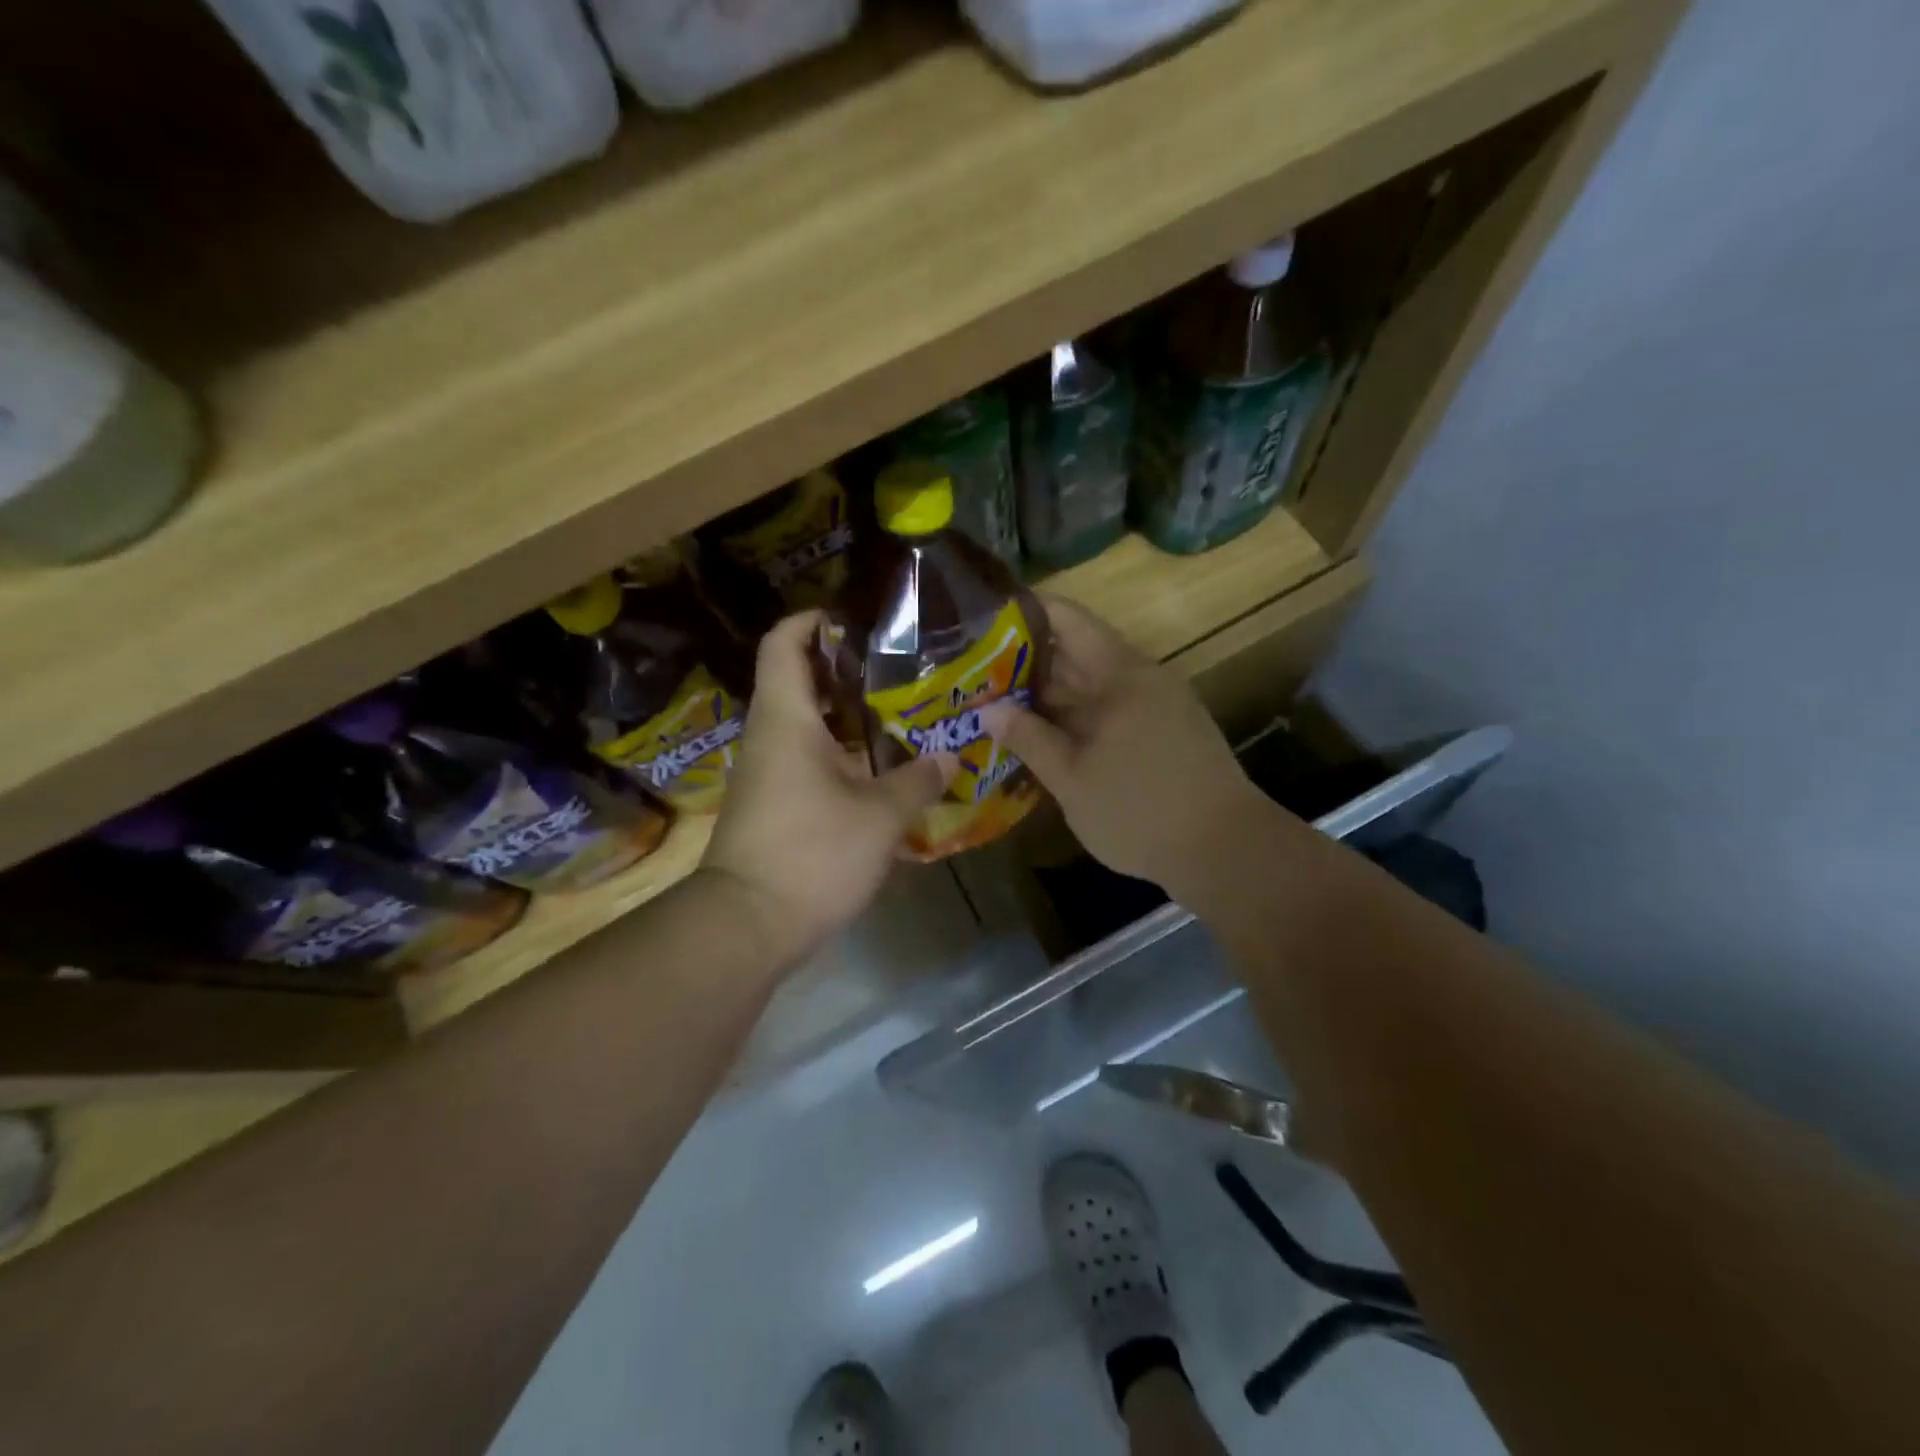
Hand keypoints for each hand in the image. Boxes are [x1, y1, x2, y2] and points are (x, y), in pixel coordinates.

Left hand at [701, 610, 955, 964]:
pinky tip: (879, 765)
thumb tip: (951, 757)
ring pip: (805, 722)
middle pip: (798, 679)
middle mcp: (770, 735)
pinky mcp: (773, 802)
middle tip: (897, 665)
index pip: (784, 643)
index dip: (812, 619)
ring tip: (898, 711)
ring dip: (846, 713)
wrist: (747, 924)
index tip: (854, 618)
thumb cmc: (812, 854)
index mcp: (787, 719)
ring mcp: (767, 771)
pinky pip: (806, 757)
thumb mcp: (879, 816)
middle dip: (844, 667)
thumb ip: (917, 781)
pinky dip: (840, 750)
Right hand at [980, 596, 1258, 896]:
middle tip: (973, 674)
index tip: (980, 624)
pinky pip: (1108, 709)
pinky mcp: (1162, 731)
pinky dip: (1073, 716)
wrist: (1226, 850)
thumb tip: (989, 710)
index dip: (1024, 613)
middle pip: (1074, 651)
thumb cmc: (1141, 810)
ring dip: (1047, 694)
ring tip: (996, 704)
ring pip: (1090, 685)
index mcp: (1118, 673)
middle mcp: (1139, 677)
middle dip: (1024, 662)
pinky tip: (1043, 736)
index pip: (1066, 619)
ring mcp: (1155, 704)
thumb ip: (1030, 739)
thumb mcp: (1073, 779)